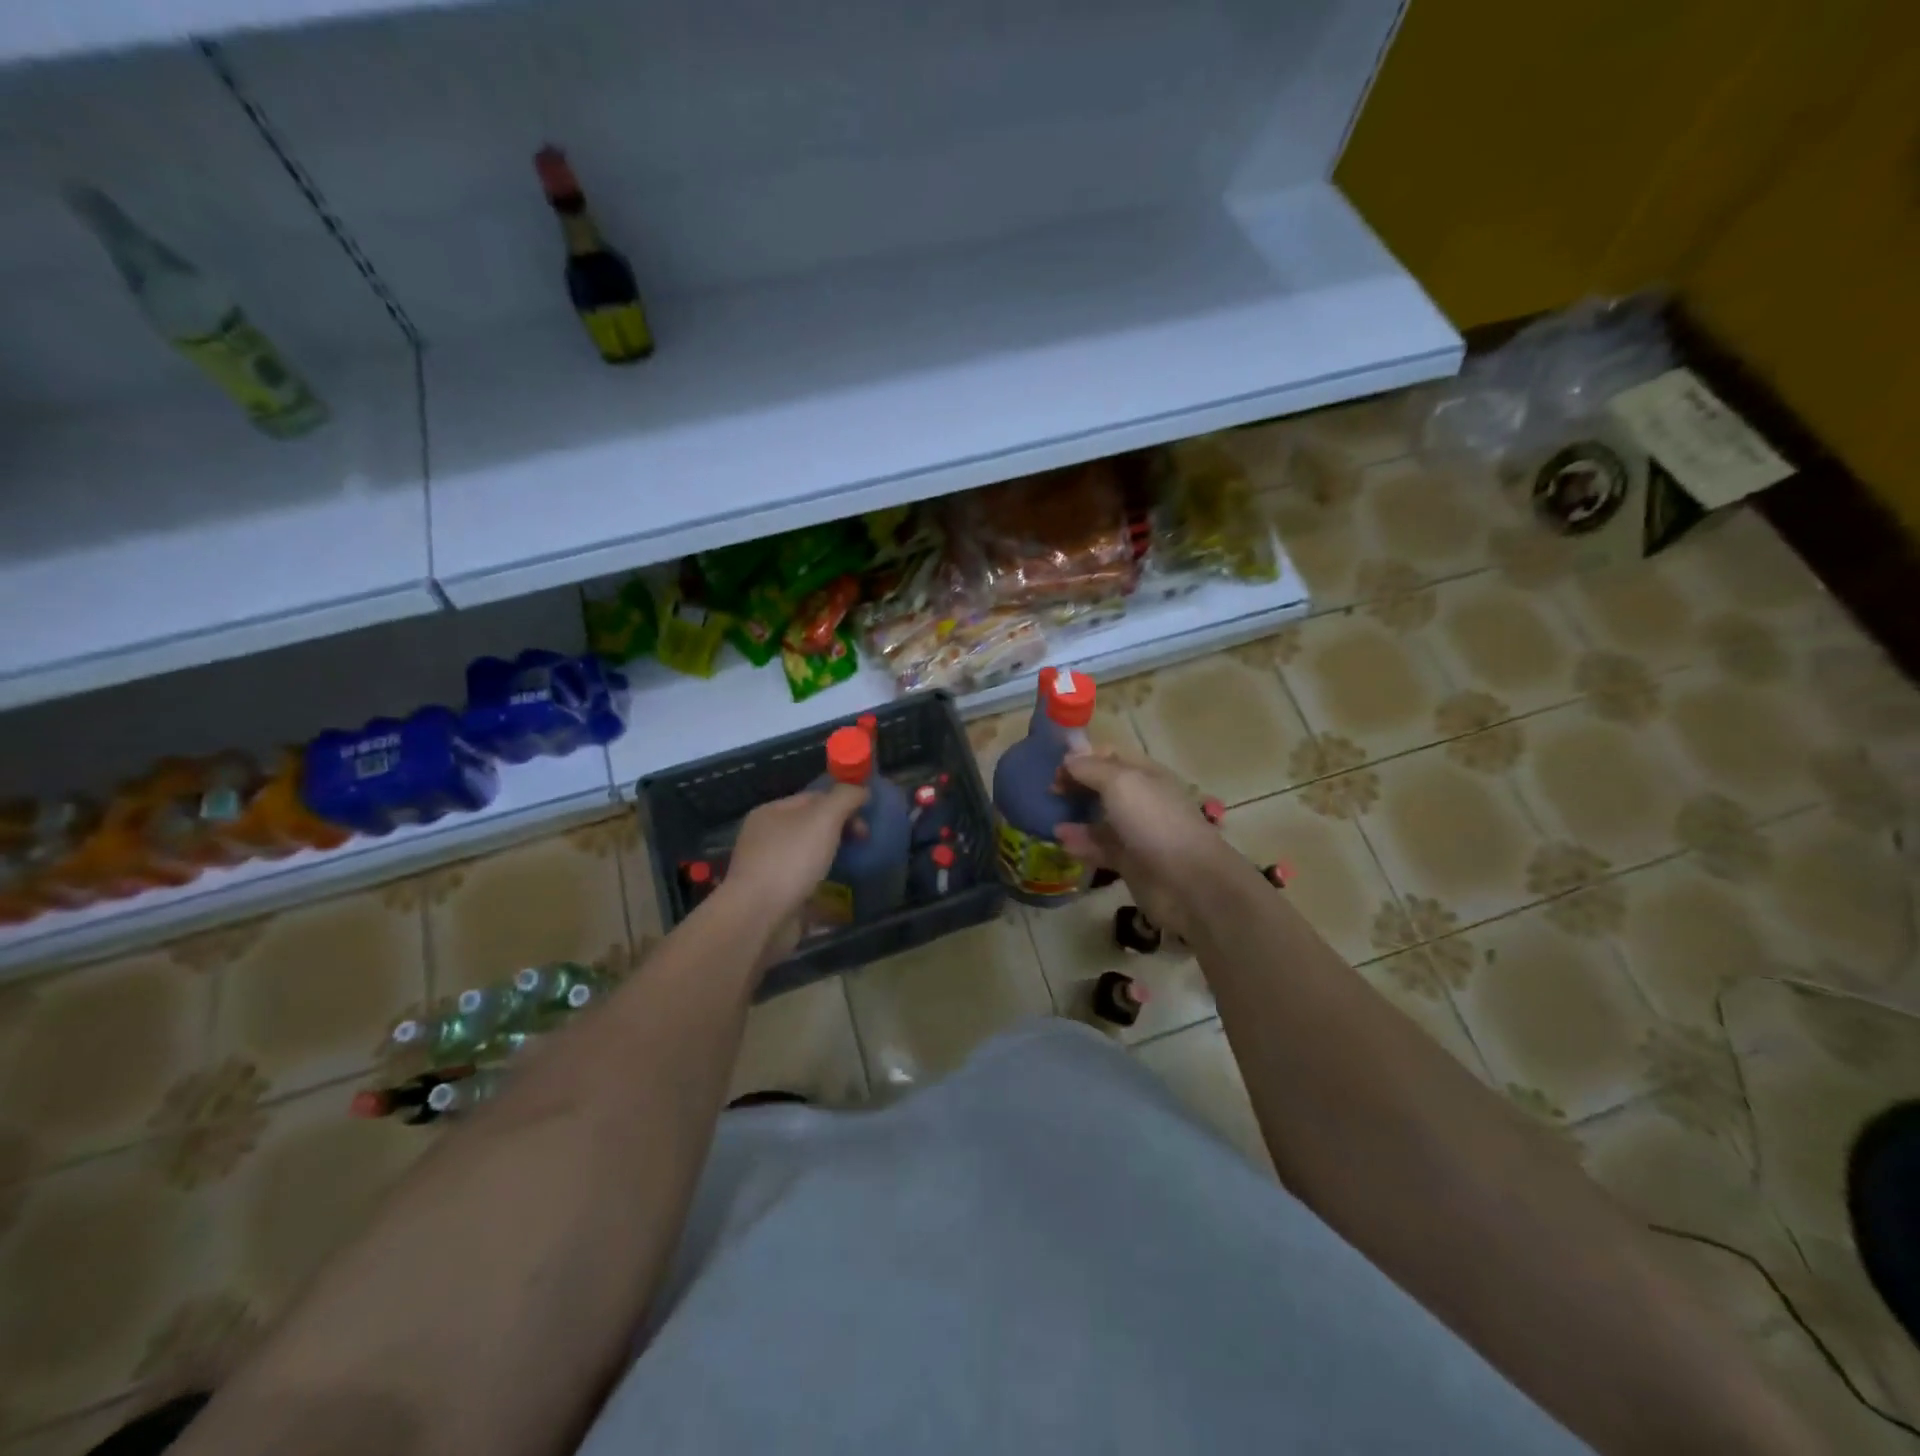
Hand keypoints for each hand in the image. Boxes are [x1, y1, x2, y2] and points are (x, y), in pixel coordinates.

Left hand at [715, 784, 867, 964]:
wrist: (759, 917)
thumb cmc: (790, 860)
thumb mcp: (823, 818)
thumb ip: (845, 797)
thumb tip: (862, 789)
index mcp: (771, 813)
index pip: (813, 797)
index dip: (843, 802)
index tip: (867, 818)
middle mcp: (766, 838)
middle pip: (812, 826)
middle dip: (841, 831)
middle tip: (864, 842)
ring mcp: (769, 869)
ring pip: (809, 855)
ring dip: (834, 858)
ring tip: (855, 866)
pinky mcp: (775, 897)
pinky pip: (806, 883)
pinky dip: (824, 885)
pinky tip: (840, 892)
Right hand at [1054, 750, 1237, 941]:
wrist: (1187, 881)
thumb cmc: (1154, 821)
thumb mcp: (1120, 783)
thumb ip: (1091, 768)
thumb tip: (1068, 758)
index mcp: (1144, 774)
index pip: (1110, 756)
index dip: (1082, 757)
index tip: (1055, 766)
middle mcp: (1141, 800)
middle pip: (1103, 787)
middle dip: (1076, 786)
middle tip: (1049, 791)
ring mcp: (1136, 832)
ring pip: (1099, 819)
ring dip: (1075, 816)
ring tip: (1049, 818)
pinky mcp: (1129, 862)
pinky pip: (1099, 848)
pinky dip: (1081, 844)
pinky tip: (1062, 843)